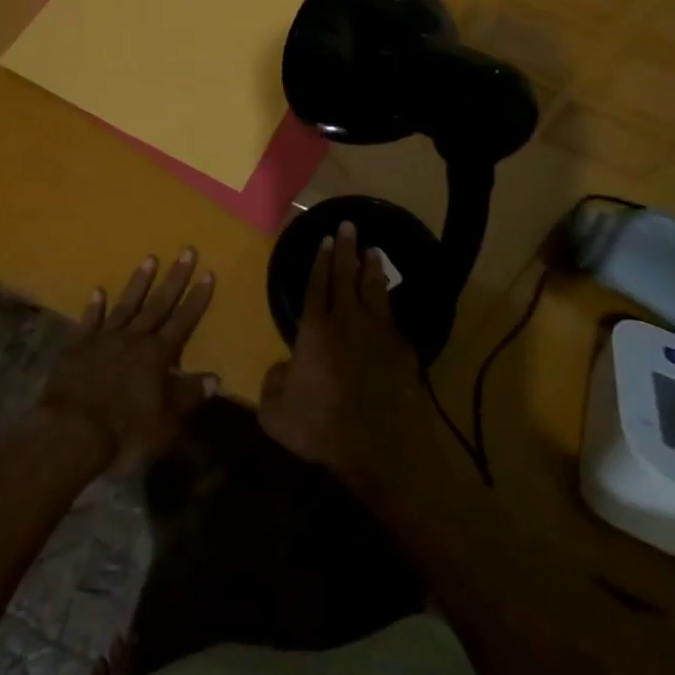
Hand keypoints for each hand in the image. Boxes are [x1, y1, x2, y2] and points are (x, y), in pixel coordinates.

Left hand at [37, 248, 217, 476]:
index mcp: (157, 356)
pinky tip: (98, 291)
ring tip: (149, 258)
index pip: (183, 321)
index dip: (197, 298)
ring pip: (126, 305)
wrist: (69, 435)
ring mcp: (103, 340)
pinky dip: (94, 307)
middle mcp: (133, 339)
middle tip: (186, 250)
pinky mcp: (76, 348)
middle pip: (158, 304)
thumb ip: (188, 397)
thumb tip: (215, 377)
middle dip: (175, 278)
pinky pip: (89, 322)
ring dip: (139, 282)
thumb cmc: (123, 433)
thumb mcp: (165, 423)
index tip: (208, 272)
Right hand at [258, 222, 436, 494]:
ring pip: (374, 289)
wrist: (383, 448)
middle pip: (346, 276)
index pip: (315, 285)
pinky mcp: (403, 349)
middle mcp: (347, 321)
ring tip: (374, 249)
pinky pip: (393, 316)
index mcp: (314, 331)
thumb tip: (279, 370)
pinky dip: (389, 301)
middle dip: (346, 249)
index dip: (319, 261)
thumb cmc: (323, 429)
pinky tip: (389, 297)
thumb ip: (271, 387)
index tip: (324, 240)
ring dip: (372, 267)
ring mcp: (379, 333)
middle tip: (349, 226)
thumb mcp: (276, 416)